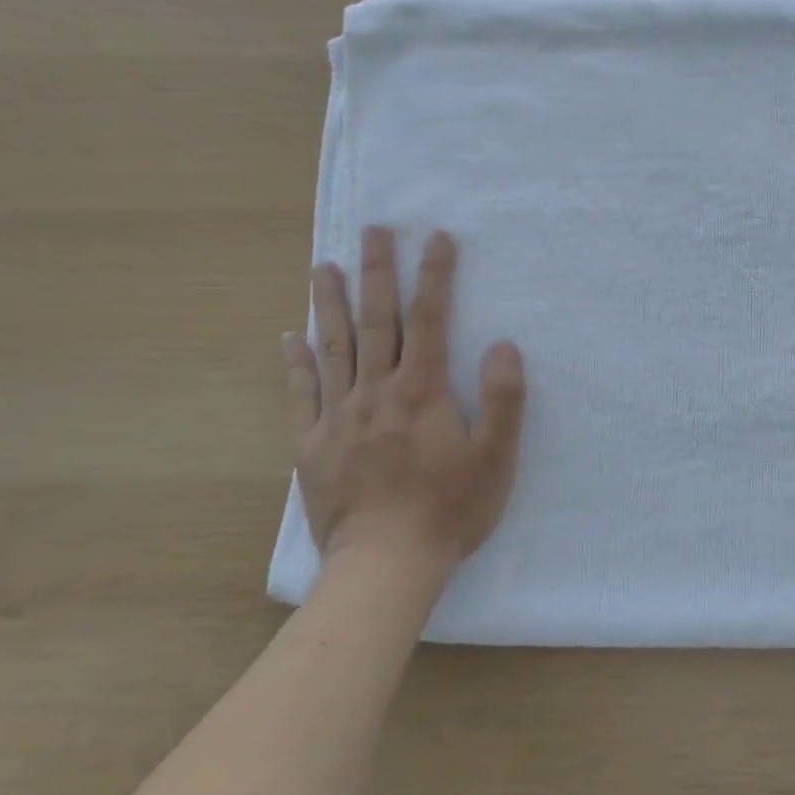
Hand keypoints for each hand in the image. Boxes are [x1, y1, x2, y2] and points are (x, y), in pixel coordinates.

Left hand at [284, 226, 524, 574]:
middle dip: (378, 271)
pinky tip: (290, 337)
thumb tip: (503, 345)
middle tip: (372, 229)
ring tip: (324, 265)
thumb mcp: (496, 458)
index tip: (436, 237)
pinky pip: (300, 395)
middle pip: (376, 321)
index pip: (429, 320)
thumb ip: (504, 399)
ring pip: (333, 348)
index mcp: (422, 392)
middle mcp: (376, 393)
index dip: (435, 276)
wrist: (385, 565)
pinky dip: (295, 363)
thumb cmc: (450, 510)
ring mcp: (338, 417)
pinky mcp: (311, 445)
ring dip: (330, 303)